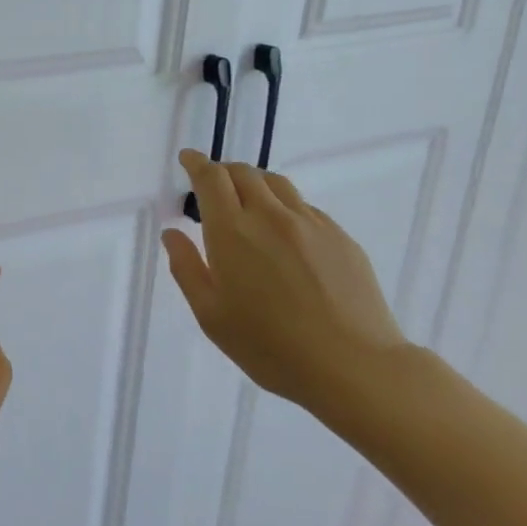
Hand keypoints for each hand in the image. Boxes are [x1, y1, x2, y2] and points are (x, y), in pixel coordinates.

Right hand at [163, 151, 408, 412]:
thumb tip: (172, 234)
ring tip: (249, 203)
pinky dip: (285, 207)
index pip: (211, 178)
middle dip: (223, 171)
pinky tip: (285, 235)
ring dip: (255, 183)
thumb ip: (186, 268)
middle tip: (213, 186)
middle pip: (244, 173)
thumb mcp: (211, 315)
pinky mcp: (340, 237)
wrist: (354, 367)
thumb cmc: (270, 346)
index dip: (197, 163)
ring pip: (277, 184)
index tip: (188, 158)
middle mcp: (270, 216)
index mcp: (232, 231)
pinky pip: (305, 207)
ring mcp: (311, 223)